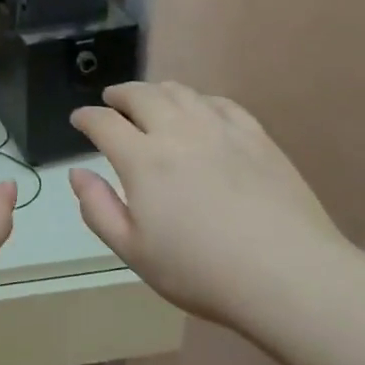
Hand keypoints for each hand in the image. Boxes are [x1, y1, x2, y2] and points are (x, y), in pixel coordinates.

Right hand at [69, 82, 349, 329]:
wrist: (287, 274)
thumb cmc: (201, 272)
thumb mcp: (134, 252)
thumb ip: (99, 209)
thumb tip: (77, 173)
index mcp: (143, 160)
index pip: (104, 123)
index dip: (87, 117)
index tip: (79, 119)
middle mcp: (177, 131)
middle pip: (141, 95)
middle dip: (120, 94)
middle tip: (112, 100)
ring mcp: (220, 129)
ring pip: (180, 92)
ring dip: (156, 91)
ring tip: (150, 100)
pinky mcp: (255, 135)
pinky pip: (220, 102)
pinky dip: (198, 99)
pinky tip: (199, 109)